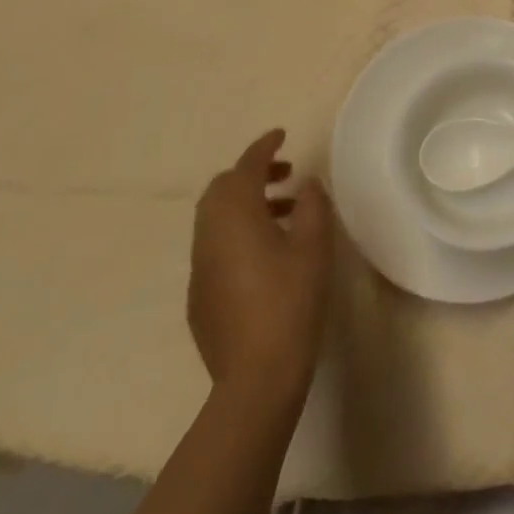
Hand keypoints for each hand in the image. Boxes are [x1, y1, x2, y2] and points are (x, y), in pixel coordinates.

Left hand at [189, 129, 331, 402]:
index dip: (264, 146)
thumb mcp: (314, 247)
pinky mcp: (198, 295)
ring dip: (246, 203)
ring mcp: (199, 267)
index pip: (246, 166)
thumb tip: (306, 184)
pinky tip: (266, 254)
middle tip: (286, 175)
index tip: (282, 135)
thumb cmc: (290, 303)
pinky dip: (237, 232)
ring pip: (216, 217)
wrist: (256, 379)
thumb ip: (313, 205)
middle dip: (252, 173)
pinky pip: (214, 245)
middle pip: (222, 188)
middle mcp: (209, 234)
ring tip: (285, 213)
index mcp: (236, 216)